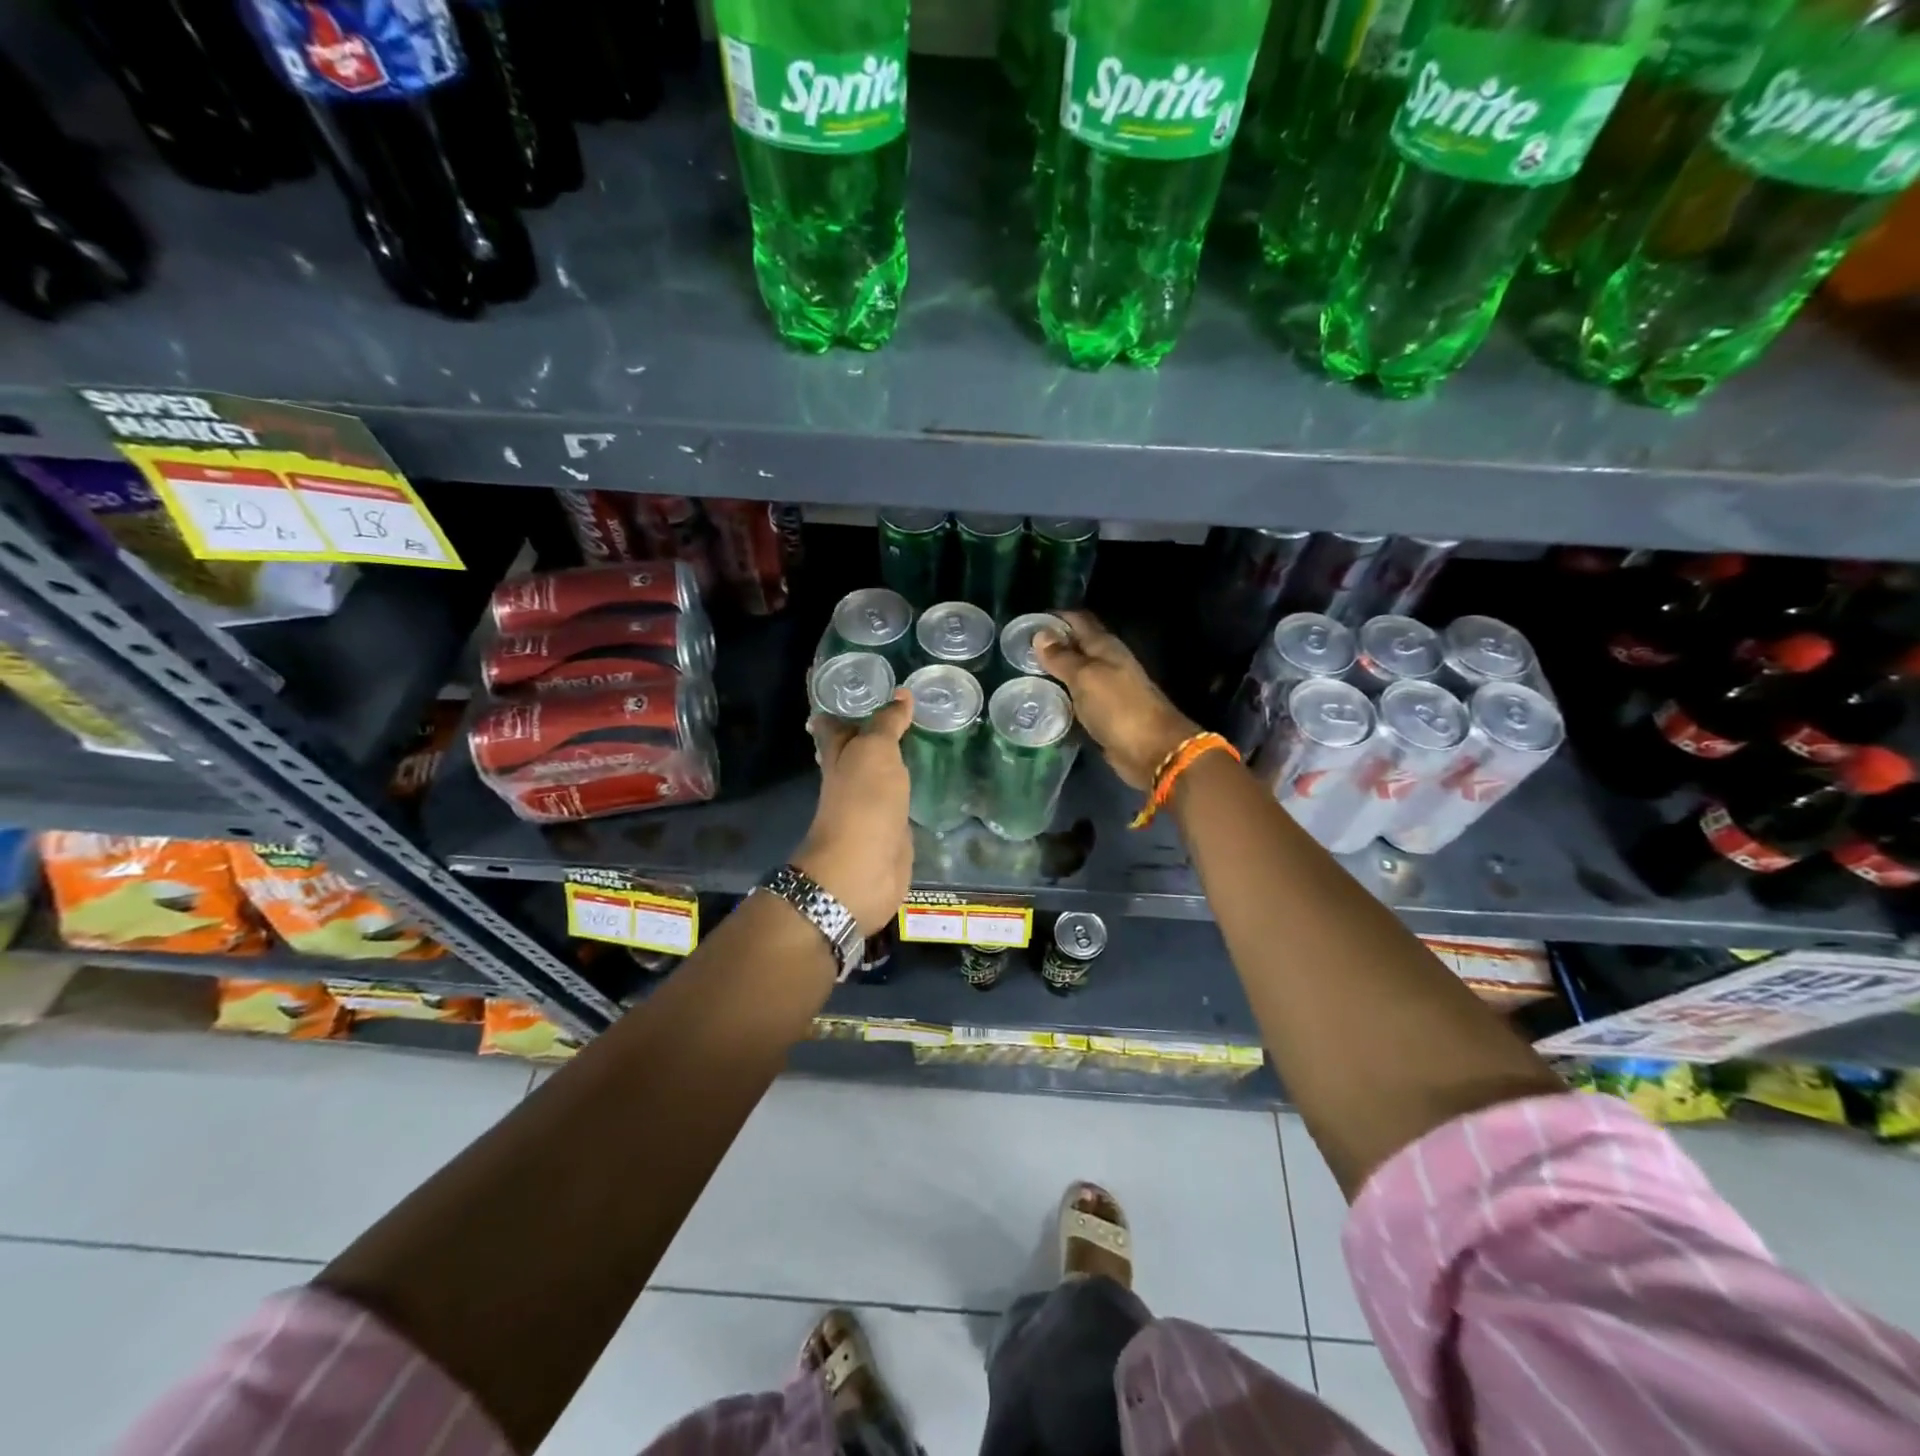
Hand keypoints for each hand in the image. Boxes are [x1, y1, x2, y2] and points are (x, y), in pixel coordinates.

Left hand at [795, 690, 913, 936]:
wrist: (862, 870)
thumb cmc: (862, 803)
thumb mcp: (874, 752)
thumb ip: (887, 723)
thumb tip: (902, 694)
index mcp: (838, 754)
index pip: (831, 723)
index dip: (837, 705)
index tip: (855, 685)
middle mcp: (850, 777)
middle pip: (856, 748)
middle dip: (869, 729)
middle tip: (899, 707)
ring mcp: (871, 805)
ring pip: (880, 773)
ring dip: (892, 759)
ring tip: (920, 735)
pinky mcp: (892, 828)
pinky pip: (900, 800)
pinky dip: (909, 788)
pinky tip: (928, 778)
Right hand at [1034, 611, 1199, 789]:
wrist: (1151, 750)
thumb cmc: (1118, 707)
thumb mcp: (1085, 677)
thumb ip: (1062, 657)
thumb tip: (1040, 634)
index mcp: (1105, 647)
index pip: (1078, 621)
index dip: (1054, 618)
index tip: (1025, 623)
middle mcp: (1106, 664)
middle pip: (1076, 647)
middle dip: (1050, 646)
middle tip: (1017, 651)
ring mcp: (1106, 690)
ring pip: (1075, 674)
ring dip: (1054, 673)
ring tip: (1023, 676)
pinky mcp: (1102, 714)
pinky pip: (1076, 699)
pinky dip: (1061, 697)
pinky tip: (1041, 702)